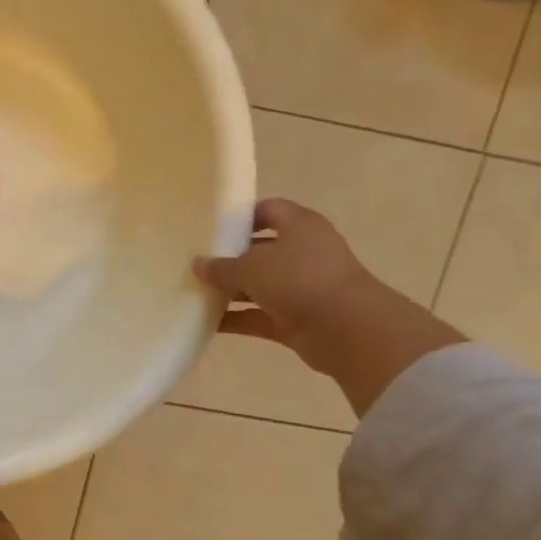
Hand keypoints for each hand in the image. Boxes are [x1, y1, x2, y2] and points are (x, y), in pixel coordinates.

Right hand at [194, 199, 464, 413]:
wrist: (347, 329)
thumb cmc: (299, 279)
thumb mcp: (251, 267)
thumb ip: (221, 267)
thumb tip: (197, 264)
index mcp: (299, 226)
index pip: (269, 210)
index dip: (242, 216)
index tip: (211, 226)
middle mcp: (303, 253)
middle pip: (260, 250)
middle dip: (230, 257)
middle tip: (195, 262)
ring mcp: (301, 287)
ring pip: (259, 285)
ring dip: (230, 291)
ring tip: (193, 292)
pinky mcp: (296, 318)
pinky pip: (259, 315)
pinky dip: (237, 318)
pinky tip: (206, 322)